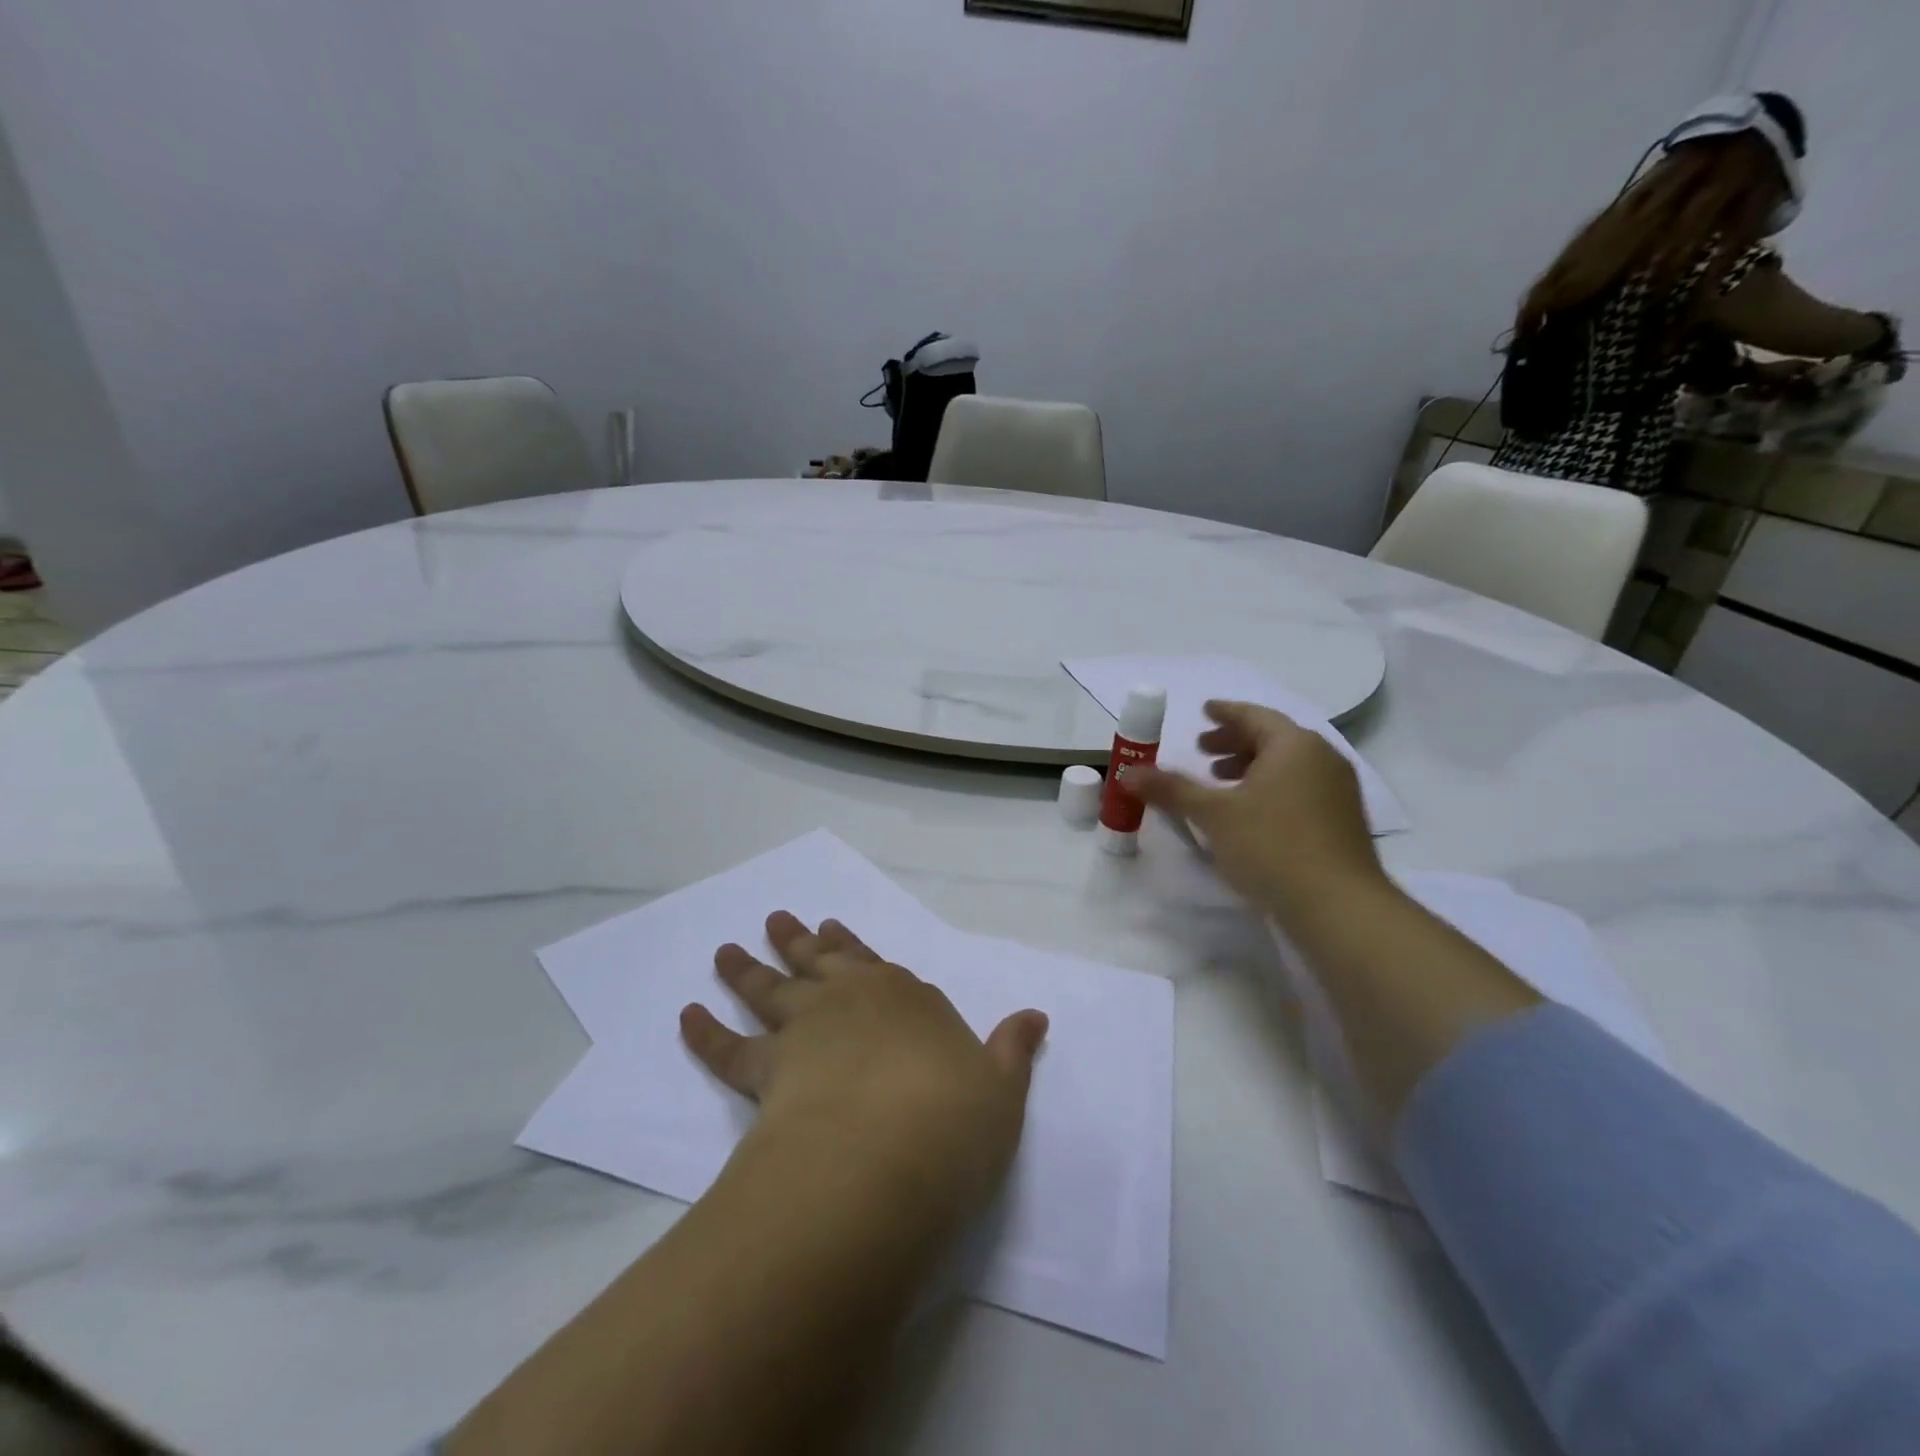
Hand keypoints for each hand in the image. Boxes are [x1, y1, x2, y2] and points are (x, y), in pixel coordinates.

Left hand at [682, 913, 1048, 1228]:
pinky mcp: (764, 1072)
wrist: (885, 1158)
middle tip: (777, 918)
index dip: (855, 946)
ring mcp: (805, 1031)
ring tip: (725, 949)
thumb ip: (1012, 1050)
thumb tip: (1036, 1016)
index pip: (877, 963)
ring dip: (747, 969)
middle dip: (800, 940)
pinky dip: (704, 1032)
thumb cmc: (952, 1121)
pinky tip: (685, 1014)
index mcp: (906, 998)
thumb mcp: (1002, 1090)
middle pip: (820, 961)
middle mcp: (852, 1001)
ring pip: (771, 990)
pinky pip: (727, 1048)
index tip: (833, 927)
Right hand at [1124, 701, 1387, 921]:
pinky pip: (1300, 788)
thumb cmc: (1271, 846)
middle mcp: (1322, 758)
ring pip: (1288, 765)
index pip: (1254, 715)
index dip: (1225, 713)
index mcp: (1293, 744)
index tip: (1203, 711)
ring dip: (1251, 767)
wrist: (1338, 906)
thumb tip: (1127, 773)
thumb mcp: (1213, 814)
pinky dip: (1271, 788)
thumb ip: (1170, 789)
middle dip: (1234, 742)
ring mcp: (1338, 790)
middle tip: (1202, 751)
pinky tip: (1250, 814)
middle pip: (1273, 738)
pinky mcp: (1342, 821)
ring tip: (1220, 783)